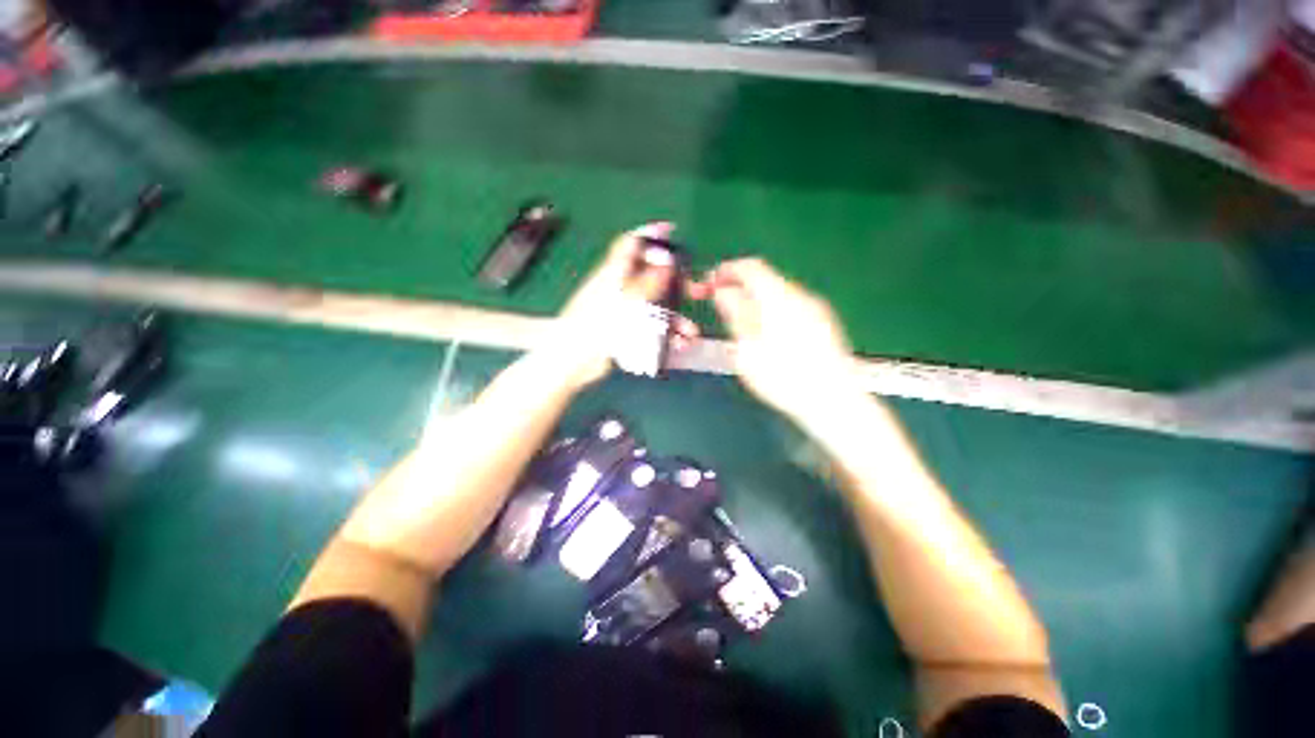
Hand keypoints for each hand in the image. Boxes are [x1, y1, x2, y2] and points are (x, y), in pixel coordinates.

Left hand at [539, 222, 699, 388]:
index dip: (650, 234)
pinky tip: (679, 345)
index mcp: (614, 274)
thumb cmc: (596, 326)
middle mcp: (620, 290)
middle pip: (652, 278)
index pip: (632, 245)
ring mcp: (623, 313)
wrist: (573, 362)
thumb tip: (669, 261)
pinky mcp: (625, 334)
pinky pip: (651, 330)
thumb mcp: (626, 300)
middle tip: (697, 292)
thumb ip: (649, 281)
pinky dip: (667, 336)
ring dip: (675, 319)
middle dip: (676, 285)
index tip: (672, 230)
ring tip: (691, 333)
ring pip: (655, 308)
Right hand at [693, 258, 858, 420]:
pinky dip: (773, 310)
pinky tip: (768, 335)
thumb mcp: (748, 349)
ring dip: (756, 300)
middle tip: (722, 305)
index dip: (727, 270)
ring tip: (741, 323)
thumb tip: (723, 293)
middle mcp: (801, 296)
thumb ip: (735, 315)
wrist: (833, 402)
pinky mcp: (825, 323)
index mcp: (779, 298)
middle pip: (766, 279)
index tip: (710, 282)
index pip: (751, 267)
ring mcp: (816, 309)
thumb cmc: (784, 378)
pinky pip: (792, 306)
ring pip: (779, 293)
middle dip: (740, 287)